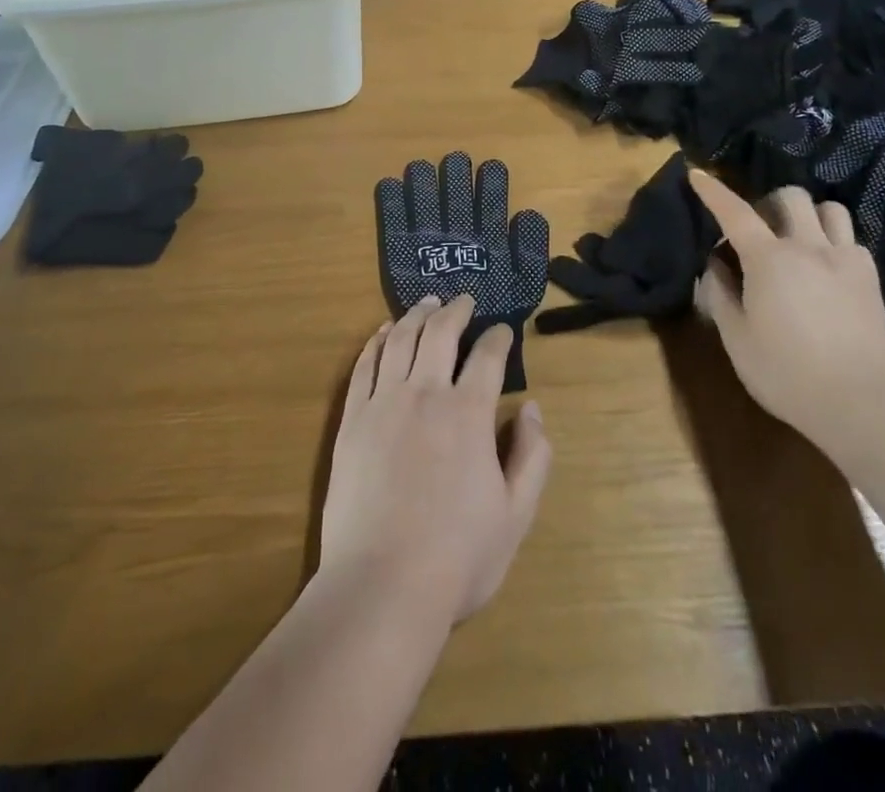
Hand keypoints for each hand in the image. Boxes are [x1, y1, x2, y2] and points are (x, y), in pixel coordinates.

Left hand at [321, 297, 550, 625]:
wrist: (381, 586)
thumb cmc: (457, 557)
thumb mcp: (516, 515)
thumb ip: (532, 456)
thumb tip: (532, 408)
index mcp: (469, 413)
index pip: (487, 357)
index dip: (498, 337)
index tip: (502, 329)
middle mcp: (426, 393)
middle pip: (440, 333)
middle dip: (455, 310)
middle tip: (463, 299)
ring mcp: (383, 403)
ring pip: (401, 340)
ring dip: (416, 315)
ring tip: (426, 302)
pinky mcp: (352, 419)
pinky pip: (365, 365)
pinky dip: (377, 341)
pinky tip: (384, 332)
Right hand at [687, 176, 884, 434]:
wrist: (859, 402)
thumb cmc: (785, 372)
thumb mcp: (736, 338)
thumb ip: (720, 295)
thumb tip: (714, 265)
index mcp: (769, 259)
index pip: (735, 212)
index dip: (714, 191)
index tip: (698, 174)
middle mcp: (808, 247)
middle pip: (791, 197)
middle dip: (770, 203)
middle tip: (760, 229)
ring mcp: (845, 260)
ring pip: (829, 210)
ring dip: (808, 216)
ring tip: (799, 240)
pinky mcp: (870, 279)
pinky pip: (852, 241)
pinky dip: (835, 242)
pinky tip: (827, 268)